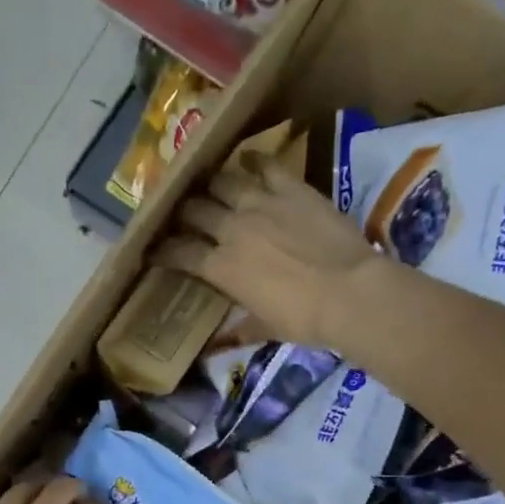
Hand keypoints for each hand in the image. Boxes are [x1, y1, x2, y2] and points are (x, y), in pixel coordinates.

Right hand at [154, 155, 377, 352]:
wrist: (350, 292)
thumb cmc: (304, 319)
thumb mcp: (266, 328)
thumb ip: (240, 328)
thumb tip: (220, 343)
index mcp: (221, 268)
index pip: (179, 253)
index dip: (163, 251)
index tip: (155, 251)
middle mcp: (232, 230)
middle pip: (194, 211)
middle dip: (183, 214)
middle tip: (184, 217)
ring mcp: (261, 204)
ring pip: (223, 182)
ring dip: (212, 185)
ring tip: (211, 187)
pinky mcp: (292, 189)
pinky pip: (266, 166)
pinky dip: (254, 162)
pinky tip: (249, 160)